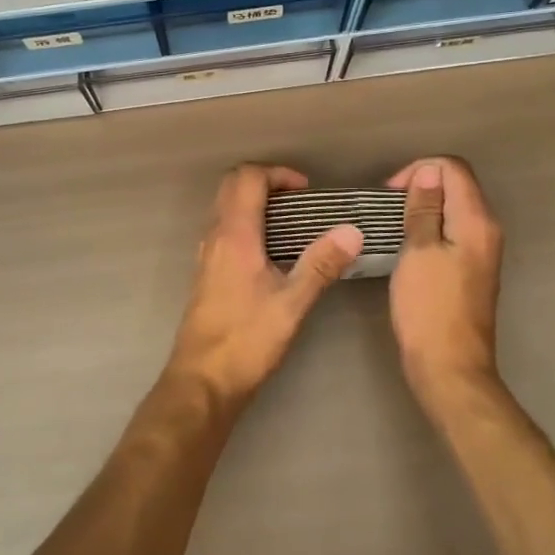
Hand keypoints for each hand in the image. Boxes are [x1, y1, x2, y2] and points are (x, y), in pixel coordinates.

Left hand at [165, 164, 361, 406]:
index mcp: (234, 235)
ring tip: (291, 223)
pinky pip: (223, 228)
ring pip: (225, 206)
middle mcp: (215, 236)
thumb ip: (321, 264)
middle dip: (266, 182)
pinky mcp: (206, 271)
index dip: (278, 174)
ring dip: (254, 202)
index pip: (248, 178)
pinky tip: (271, 251)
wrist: (203, 381)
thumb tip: (352, 231)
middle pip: (232, 185)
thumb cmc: (247, 340)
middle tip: (300, 201)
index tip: (307, 191)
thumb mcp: (291, 304)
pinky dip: (246, 222)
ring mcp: (206, 253)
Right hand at [386, 157, 504, 407]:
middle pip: (457, 185)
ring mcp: (482, 251)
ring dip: (423, 207)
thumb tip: (427, 172)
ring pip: (454, 208)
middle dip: (421, 185)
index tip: (390, 193)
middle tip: (388, 207)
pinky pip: (452, 231)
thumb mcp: (418, 251)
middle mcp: (487, 230)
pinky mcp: (472, 269)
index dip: (420, 169)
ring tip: (393, 224)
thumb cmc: (428, 307)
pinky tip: (407, 245)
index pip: (454, 168)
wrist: (449, 367)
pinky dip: (430, 227)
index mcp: (476, 221)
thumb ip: (424, 208)